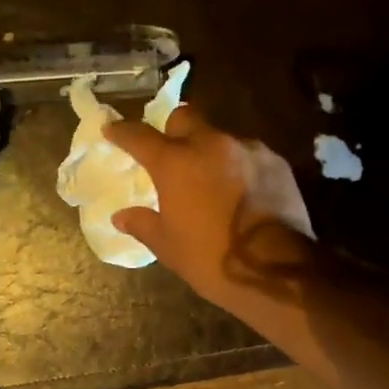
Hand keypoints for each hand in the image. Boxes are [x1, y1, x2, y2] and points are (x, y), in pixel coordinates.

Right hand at [105, 105, 317, 317]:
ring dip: (211, 152)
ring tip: (212, 181)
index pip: (139, 136)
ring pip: (221, 136)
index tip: (111, 130)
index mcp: (176, 162)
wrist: (276, 269)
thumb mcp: (170, 247)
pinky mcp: (276, 162)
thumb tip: (121, 216)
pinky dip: (239, 167)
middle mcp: (211, 144)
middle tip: (171, 155)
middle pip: (185, 118)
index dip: (122, 132)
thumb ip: (144, 224)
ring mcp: (248, 149)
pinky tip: (242, 192)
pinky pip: (249, 154)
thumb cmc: (212, 259)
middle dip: (173, 131)